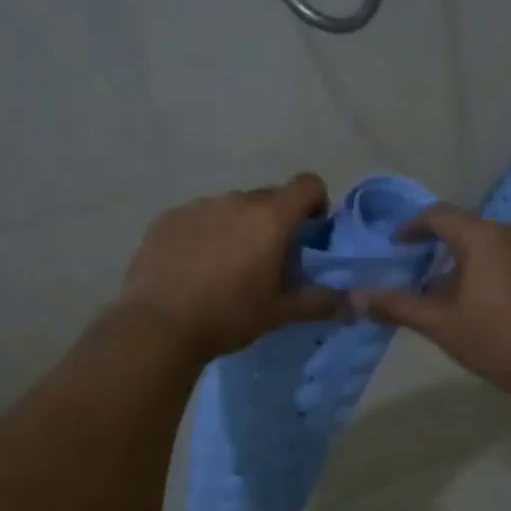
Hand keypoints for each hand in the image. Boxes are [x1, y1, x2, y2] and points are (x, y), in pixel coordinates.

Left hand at [118, 174, 341, 362]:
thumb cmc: (228, 316)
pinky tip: (192, 266)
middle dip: (275, 221)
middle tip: (267, 259)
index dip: (315, 202)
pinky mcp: (168, 218)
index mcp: (270, 218)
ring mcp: (199, 206)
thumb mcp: (278, 313)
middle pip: (268, 198)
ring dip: (237, 226)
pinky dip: (204, 233)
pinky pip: (197, 217)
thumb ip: (318, 302)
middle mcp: (236, 201)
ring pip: (230, 207)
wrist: (157, 326)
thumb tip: (353, 303)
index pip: (307, 184)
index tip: (309, 230)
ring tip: (224, 265)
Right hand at [349, 205, 510, 410]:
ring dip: (460, 258)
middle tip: (412, 268)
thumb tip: (354, 298)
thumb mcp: (439, 324)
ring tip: (440, 288)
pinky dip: (483, 267)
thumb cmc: (496, 340)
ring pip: (485, 243)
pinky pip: (505, 256)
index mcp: (481, 237)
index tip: (394, 245)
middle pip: (463, 227)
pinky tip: (476, 299)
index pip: (438, 215)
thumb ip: (396, 306)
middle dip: (435, 244)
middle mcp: (508, 233)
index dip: (412, 227)